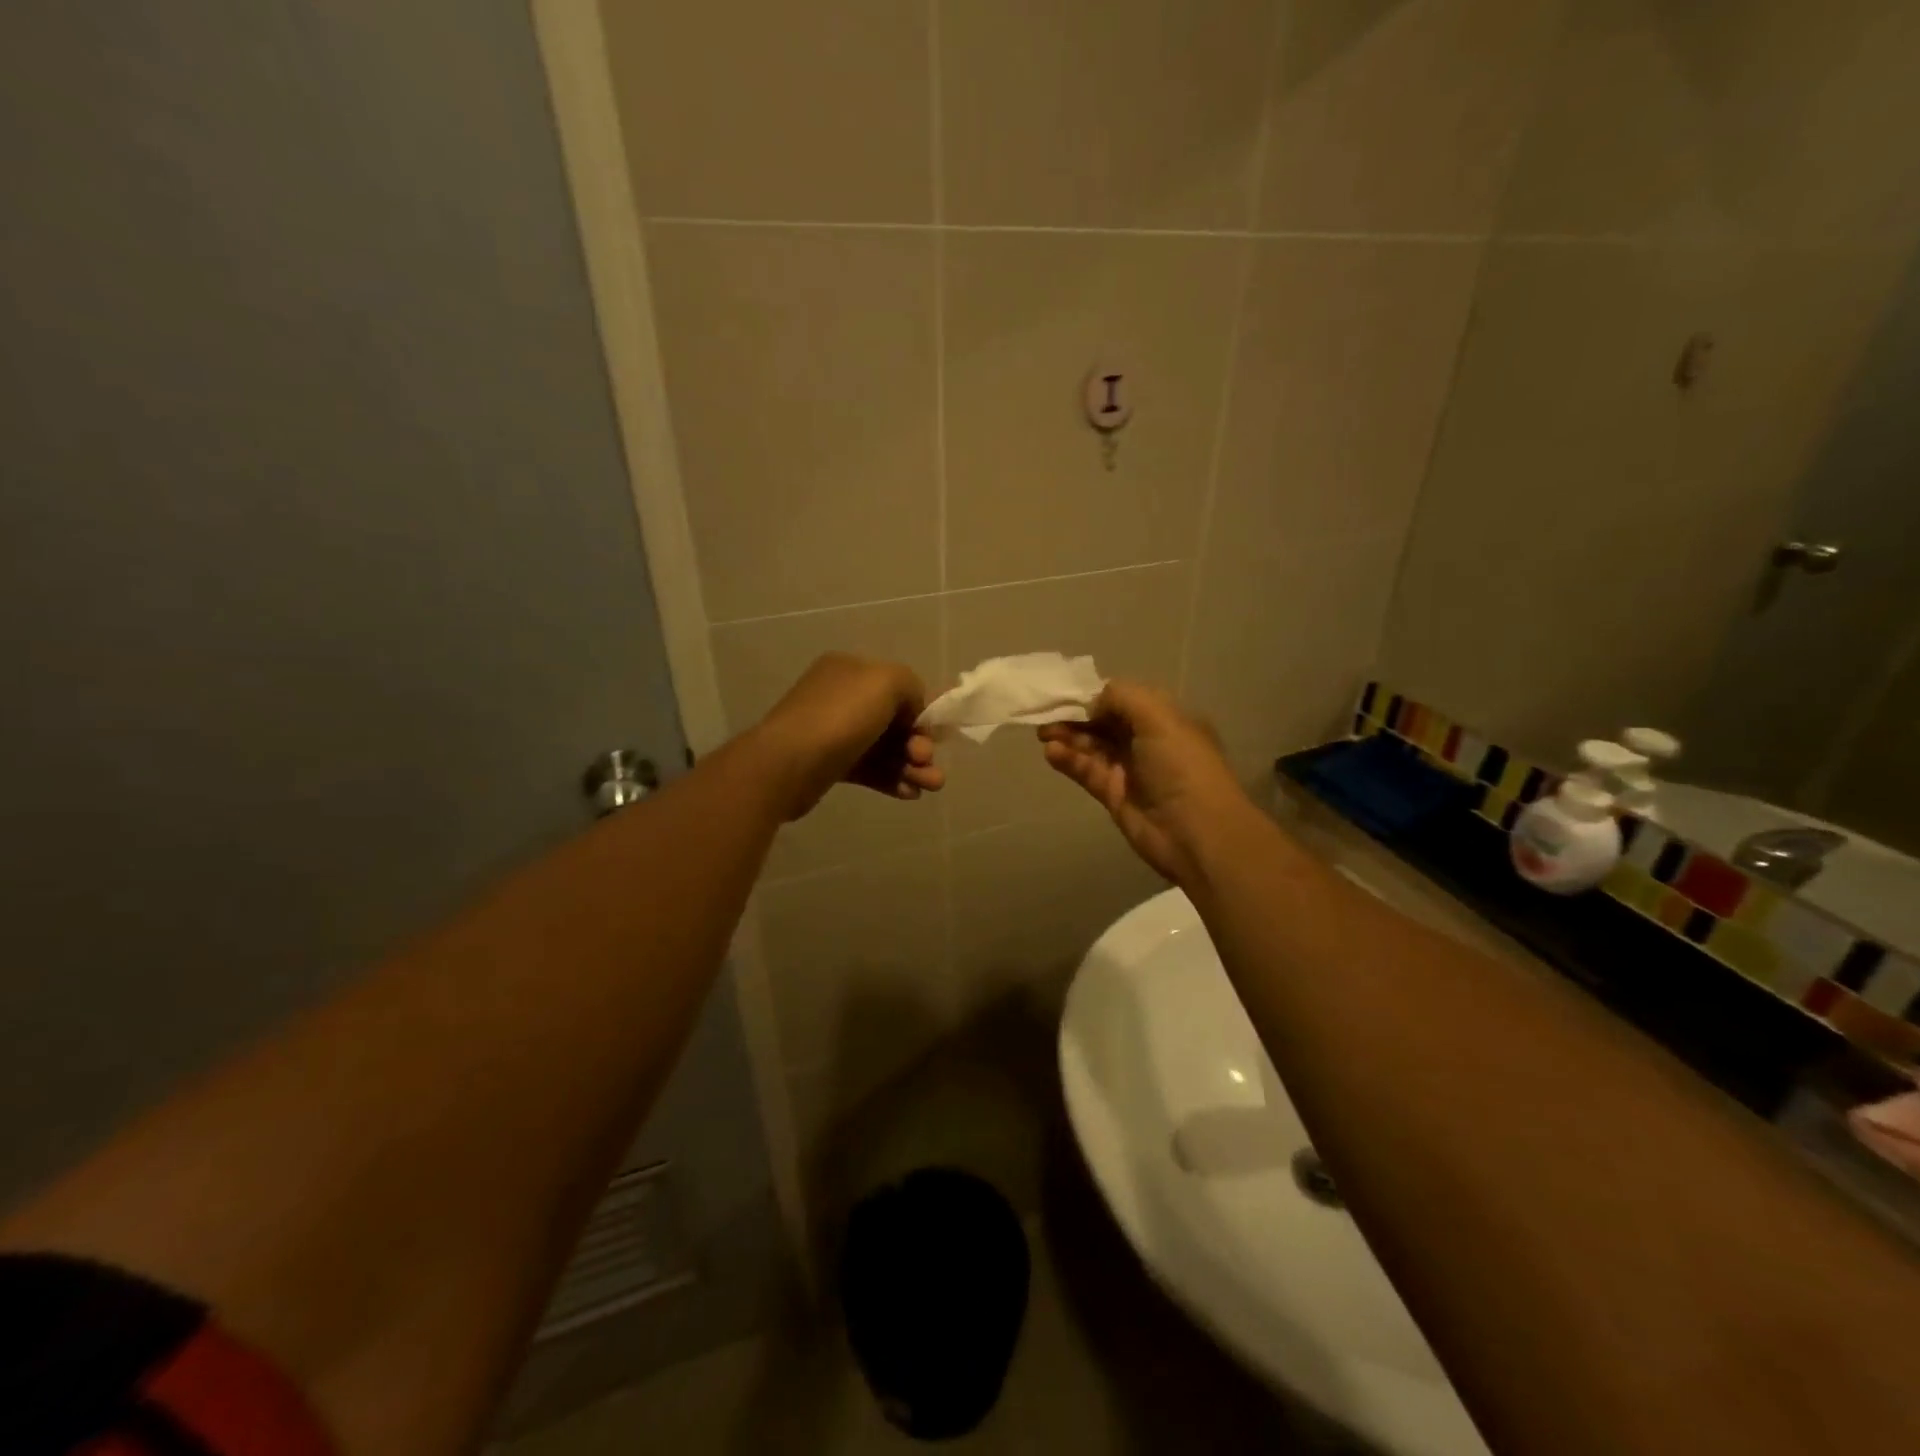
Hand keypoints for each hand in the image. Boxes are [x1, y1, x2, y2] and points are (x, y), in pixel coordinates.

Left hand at [753, 653, 944, 819]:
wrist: (787, 765)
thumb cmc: (841, 717)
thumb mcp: (887, 681)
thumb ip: (912, 686)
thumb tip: (913, 711)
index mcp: (852, 670)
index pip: (898, 687)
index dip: (921, 710)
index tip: (935, 734)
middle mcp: (841, 697)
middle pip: (894, 721)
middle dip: (918, 743)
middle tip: (925, 762)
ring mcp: (834, 732)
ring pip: (884, 748)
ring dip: (912, 766)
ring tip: (930, 786)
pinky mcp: (830, 765)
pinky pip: (869, 769)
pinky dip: (892, 780)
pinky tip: (909, 794)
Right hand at [1038, 679, 1250, 883]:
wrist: (1195, 832)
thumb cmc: (1181, 765)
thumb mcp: (1158, 716)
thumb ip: (1121, 697)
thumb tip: (1092, 704)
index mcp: (1165, 718)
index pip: (1123, 699)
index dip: (1095, 695)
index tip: (1066, 693)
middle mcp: (1148, 741)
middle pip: (1104, 722)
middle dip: (1076, 716)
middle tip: (1045, 715)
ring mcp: (1130, 769)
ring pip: (1093, 746)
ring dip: (1068, 737)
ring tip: (1043, 733)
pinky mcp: (1114, 795)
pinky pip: (1087, 771)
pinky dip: (1068, 760)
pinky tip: (1051, 752)